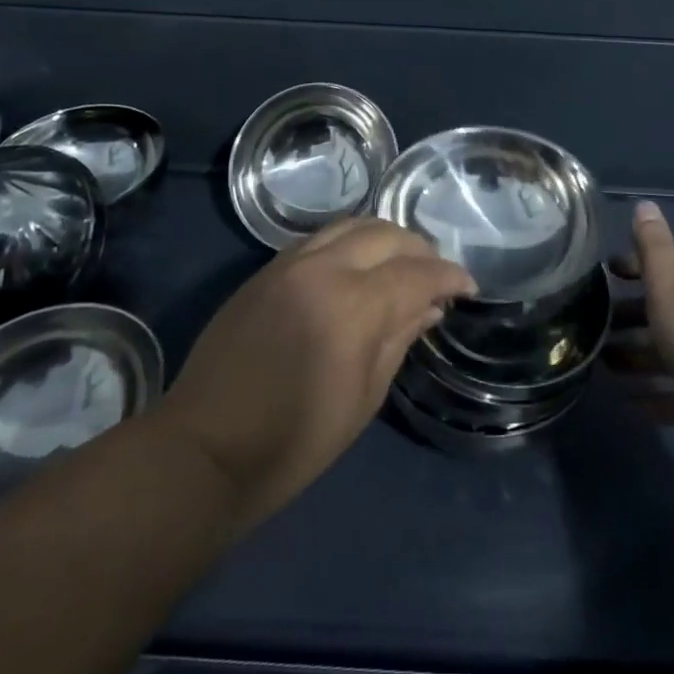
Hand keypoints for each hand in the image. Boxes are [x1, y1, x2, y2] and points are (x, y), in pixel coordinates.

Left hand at [153, 218, 476, 529]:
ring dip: (385, 238)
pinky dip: (350, 242)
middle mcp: (323, 269)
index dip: (448, 276)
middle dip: (420, 249)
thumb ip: (398, 339)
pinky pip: (320, 237)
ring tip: (401, 263)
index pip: (415, 273)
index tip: (468, 287)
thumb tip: (429, 306)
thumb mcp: (362, 399)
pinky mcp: (266, 269)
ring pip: (352, 225)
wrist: (205, 448)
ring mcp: (289, 264)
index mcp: (352, 307)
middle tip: (436, 275)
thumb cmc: (293, 442)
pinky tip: (358, 264)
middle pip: (386, 234)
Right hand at [606, 201, 673, 488]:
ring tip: (606, 366)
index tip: (607, 277)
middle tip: (599, 327)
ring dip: (644, 356)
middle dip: (637, 316)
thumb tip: (645, 204)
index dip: (640, 264)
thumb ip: (654, 248)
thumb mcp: (672, 288)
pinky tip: (632, 404)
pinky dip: (663, 393)